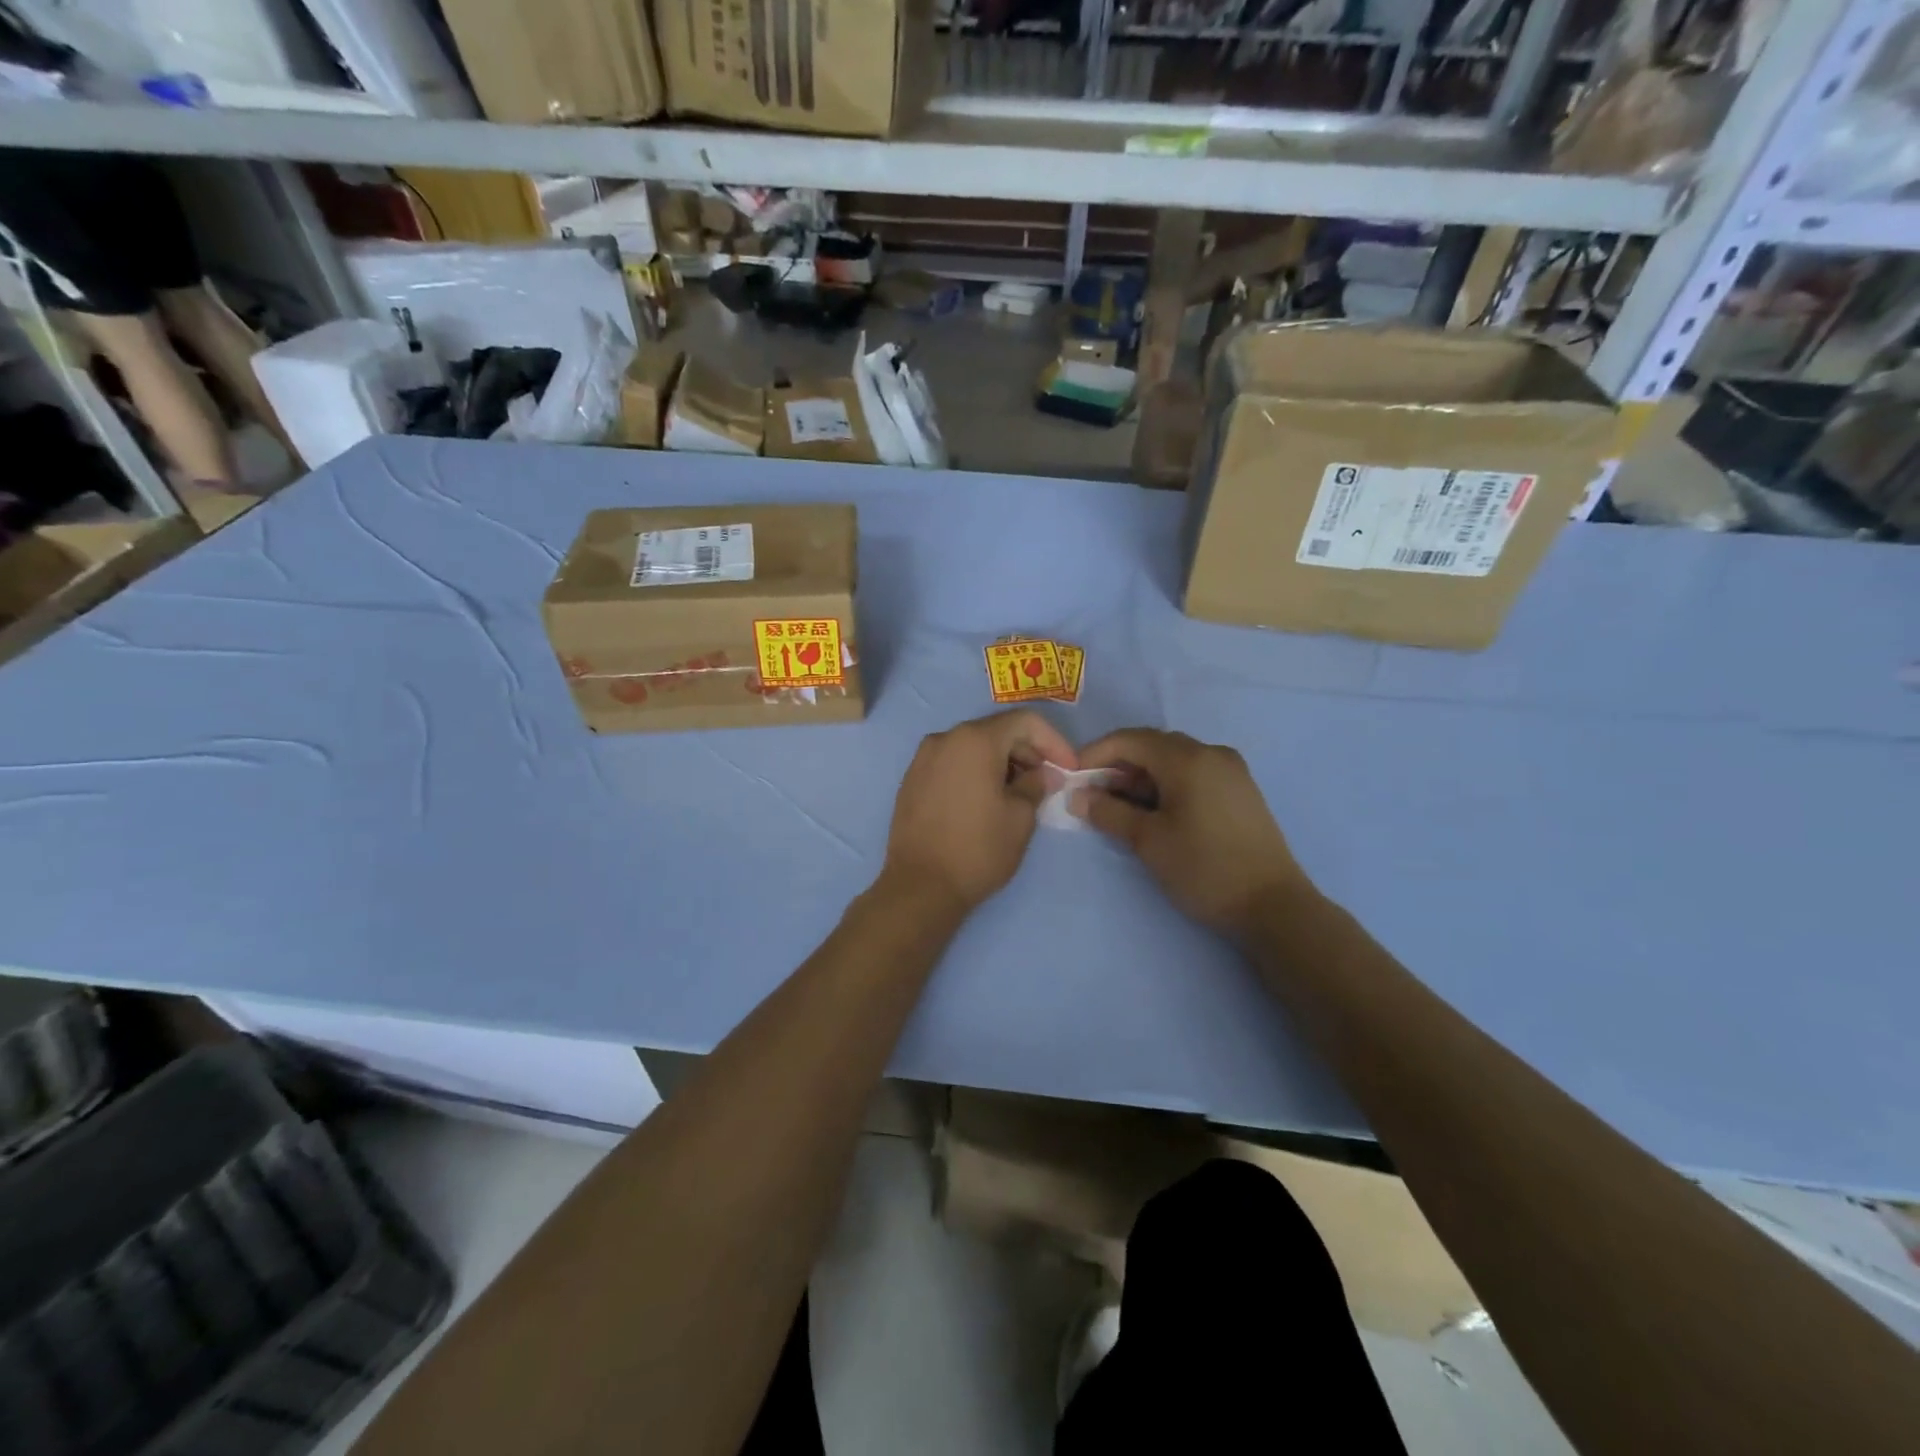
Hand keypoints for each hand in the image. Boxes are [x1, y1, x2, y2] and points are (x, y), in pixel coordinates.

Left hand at [881, 710, 1076, 914]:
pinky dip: (975, 771)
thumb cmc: (978, 850)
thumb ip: (1036, 785)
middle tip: (1047, 781)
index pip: (1025, 721)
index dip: (1054, 741)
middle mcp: (945, 738)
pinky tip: (987, 799)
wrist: (919, 886)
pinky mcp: (912, 779)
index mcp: (975, 740)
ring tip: (1019, 793)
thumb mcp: (1020, 818)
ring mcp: (923, 758)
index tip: (1068, 768)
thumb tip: (1042, 774)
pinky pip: (952, 762)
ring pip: (973, 746)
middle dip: (1028, 751)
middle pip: (997, 730)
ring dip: (1002, 761)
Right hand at [1073, 728, 1309, 941]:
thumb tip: (1077, 797)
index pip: (1130, 739)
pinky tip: (1154, 813)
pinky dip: (1166, 785)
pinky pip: (1193, 773)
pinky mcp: (1240, 790)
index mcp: (1188, 758)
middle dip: (1118, 766)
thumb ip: (1108, 812)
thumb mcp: (1148, 841)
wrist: (1273, 905)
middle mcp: (1211, 753)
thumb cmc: (1204, 868)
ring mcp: (1231, 770)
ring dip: (1142, 777)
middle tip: (1093, 795)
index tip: (1072, 778)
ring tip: (1119, 808)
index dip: (1095, 753)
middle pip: (1152, 746)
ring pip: (1173, 760)